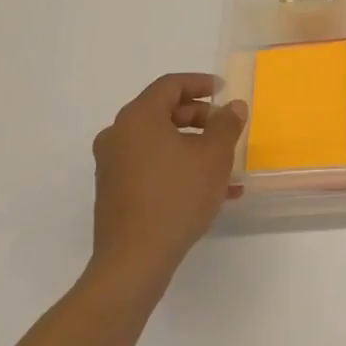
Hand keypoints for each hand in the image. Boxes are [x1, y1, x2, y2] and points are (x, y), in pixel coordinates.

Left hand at [84, 74, 245, 300]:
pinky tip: (208, 190)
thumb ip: (226, 124)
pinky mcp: (113, 192)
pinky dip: (178, 166)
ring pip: (159, 142)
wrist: (134, 262)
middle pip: (163, 112)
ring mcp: (112, 165)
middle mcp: (118, 135)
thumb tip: (232, 106)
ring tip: (225, 164)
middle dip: (200, 117)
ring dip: (193, 146)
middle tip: (226, 130)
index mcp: (138, 118)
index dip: (200, 83)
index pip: (170, 85)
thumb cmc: (176, 197)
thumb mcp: (214, 156)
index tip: (224, 91)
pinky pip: (151, 165)